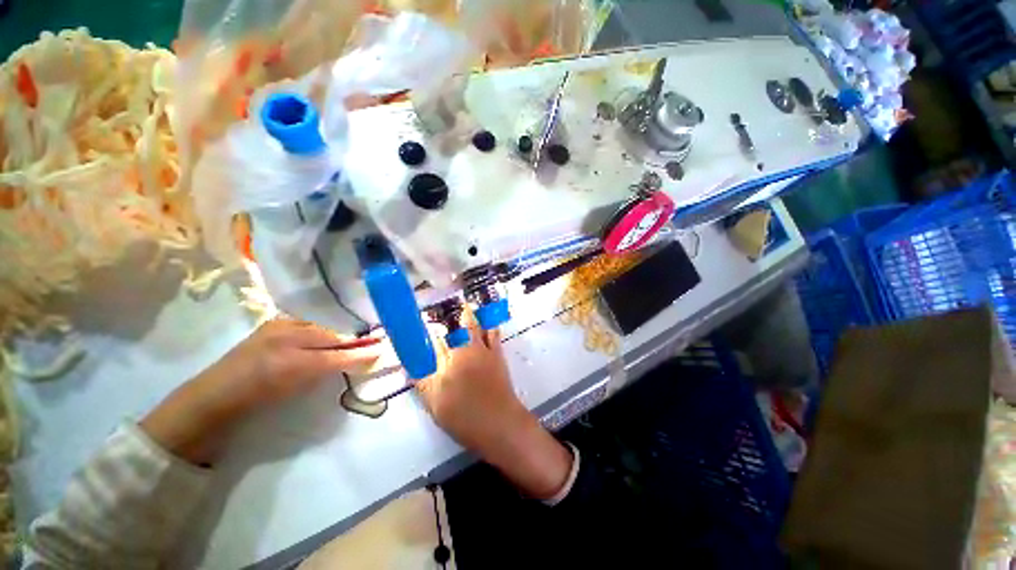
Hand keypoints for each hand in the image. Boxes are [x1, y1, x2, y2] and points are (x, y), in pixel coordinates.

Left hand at [141, 317, 381, 465]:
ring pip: (322, 326)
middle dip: (356, 338)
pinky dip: (323, 326)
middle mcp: (287, 335)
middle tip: (376, 340)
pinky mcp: (273, 324)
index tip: (382, 349)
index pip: (338, 351)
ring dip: (341, 331)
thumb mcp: (298, 387)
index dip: (361, 351)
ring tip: (358, 335)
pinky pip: (307, 322)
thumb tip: (361, 358)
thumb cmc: (257, 398)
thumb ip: (331, 368)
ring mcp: (279, 327)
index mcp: (293, 355)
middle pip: (332, 334)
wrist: (214, 397)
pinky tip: (331, 330)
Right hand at [417, 313, 572, 499]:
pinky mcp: (497, 355)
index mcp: (447, 362)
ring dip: (469, 316)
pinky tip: (488, 321)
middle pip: (455, 330)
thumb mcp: (435, 404)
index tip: (426, 324)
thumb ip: (422, 383)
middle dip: (449, 319)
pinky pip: (493, 334)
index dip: (429, 332)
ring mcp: (483, 351)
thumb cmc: (464, 417)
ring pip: (474, 327)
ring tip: (466, 306)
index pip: (435, 342)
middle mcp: (464, 351)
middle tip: (444, 311)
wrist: (499, 422)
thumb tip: (409, 368)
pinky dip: (490, 326)